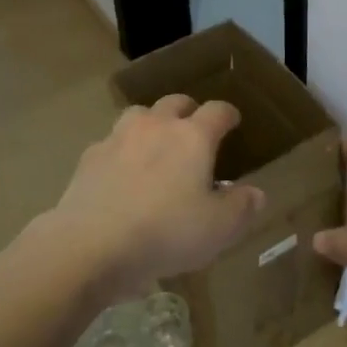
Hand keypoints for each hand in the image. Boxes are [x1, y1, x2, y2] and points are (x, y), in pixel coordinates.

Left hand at [42, 94, 263, 303]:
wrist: (91, 244)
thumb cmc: (166, 232)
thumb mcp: (218, 229)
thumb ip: (241, 207)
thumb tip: (256, 193)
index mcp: (193, 137)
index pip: (217, 111)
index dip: (228, 114)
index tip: (233, 121)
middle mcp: (157, 126)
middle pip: (176, 102)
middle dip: (188, 111)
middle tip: (194, 129)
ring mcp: (119, 137)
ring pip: (140, 115)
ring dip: (152, 123)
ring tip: (156, 144)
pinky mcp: (90, 156)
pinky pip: (111, 142)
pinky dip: (121, 150)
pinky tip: (121, 172)